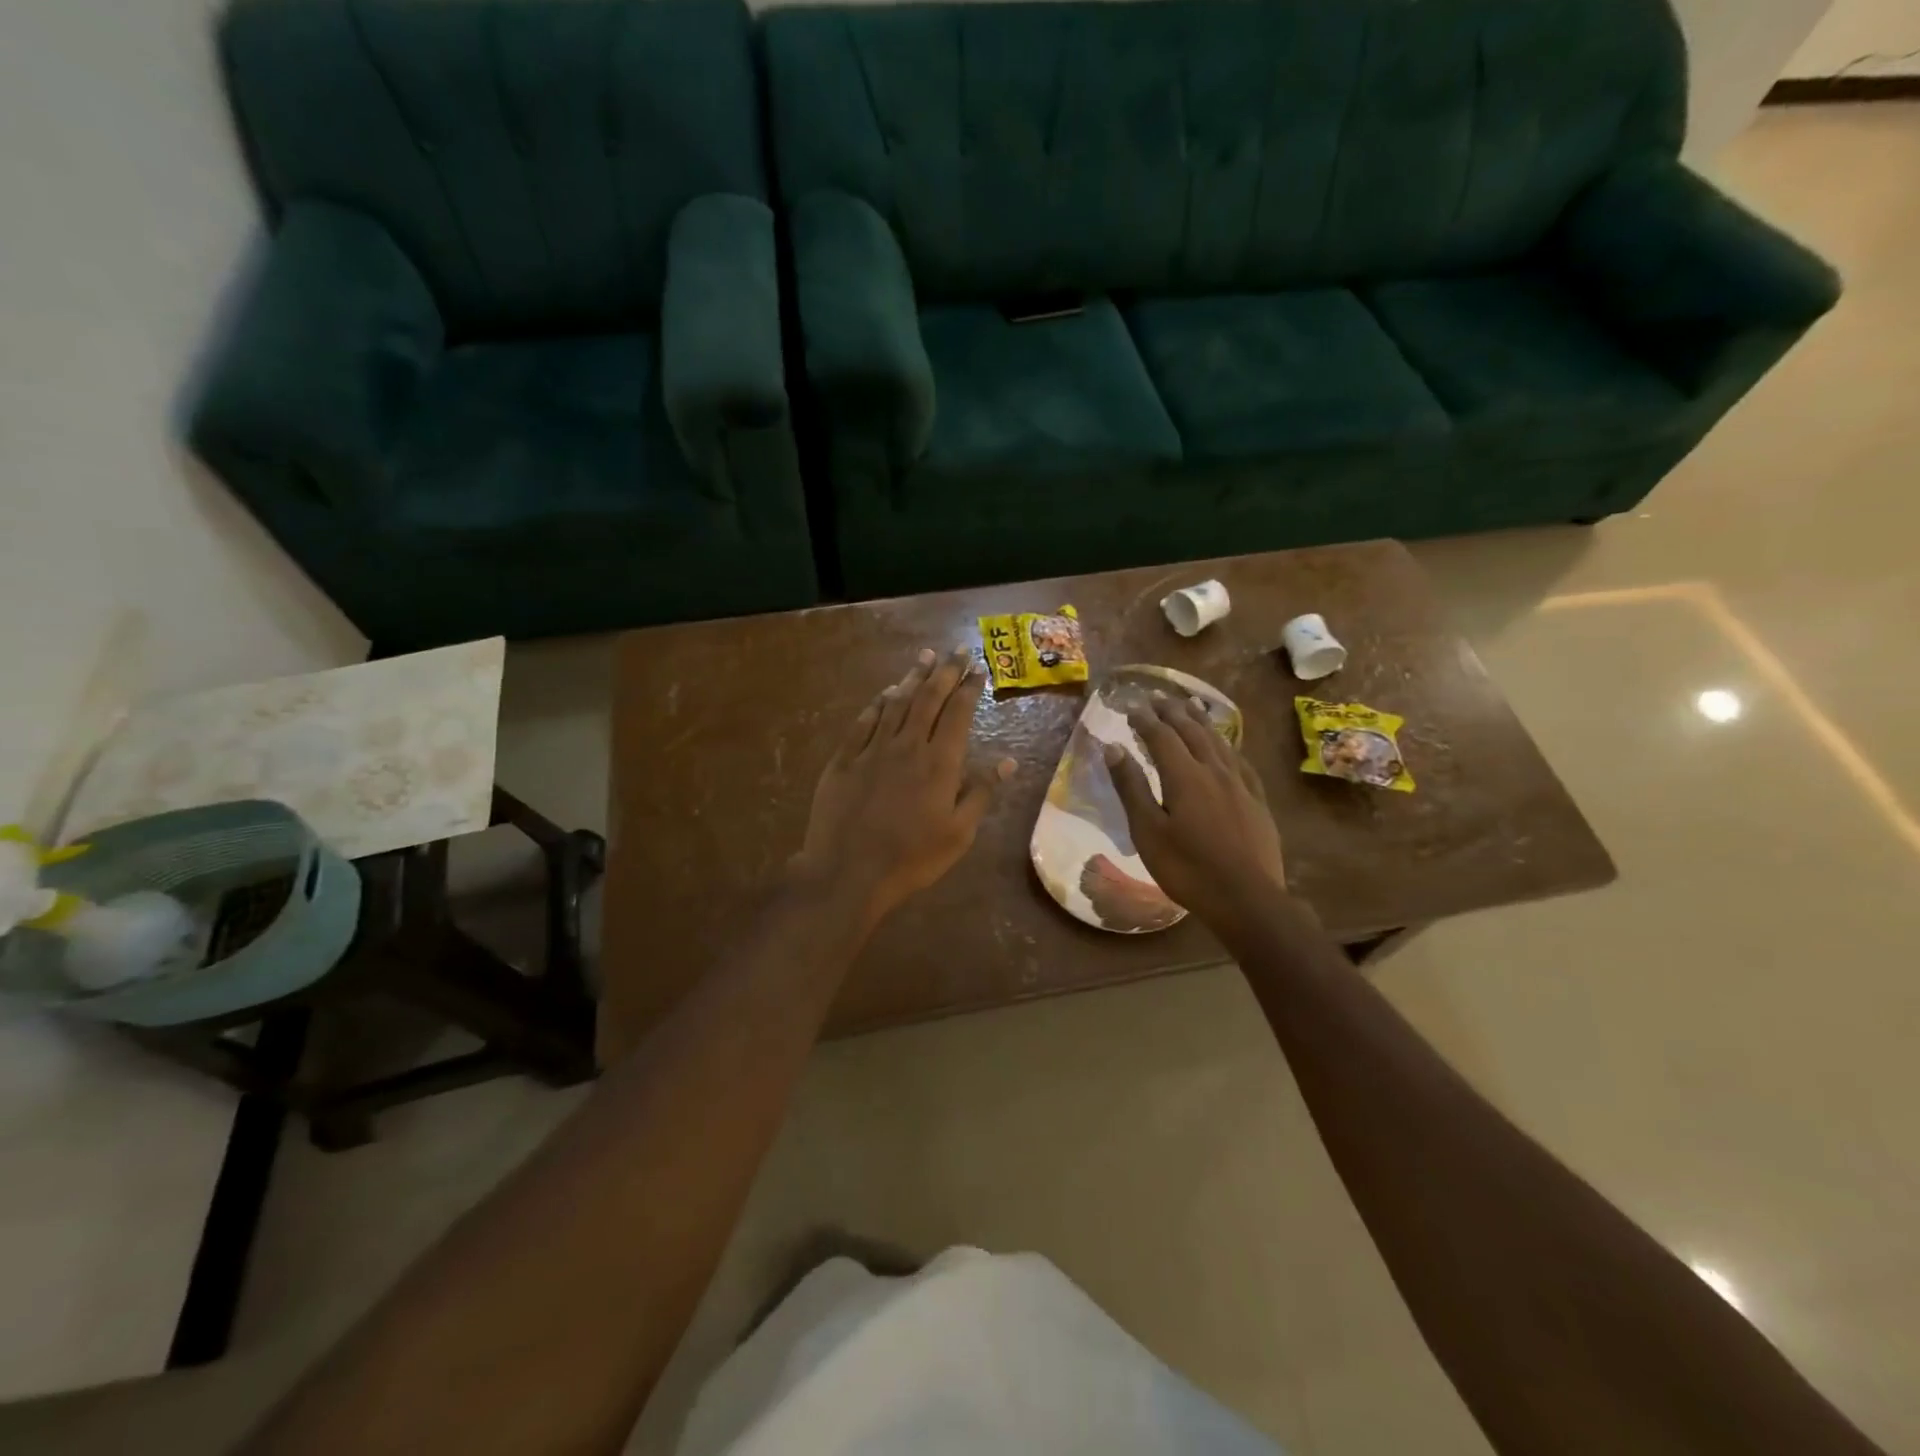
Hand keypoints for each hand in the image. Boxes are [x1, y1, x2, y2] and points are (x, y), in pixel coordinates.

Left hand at [794, 647, 1013, 923]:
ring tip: (925, 657)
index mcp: (940, 762)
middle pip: (929, 698)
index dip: (969, 688)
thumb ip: (982, 793)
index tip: (978, 669)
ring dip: (913, 678)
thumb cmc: (912, 858)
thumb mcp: (959, 833)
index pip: (958, 713)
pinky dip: (878, 703)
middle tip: (956, 650)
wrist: (848, 872)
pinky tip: (885, 693)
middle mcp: (908, 745)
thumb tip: (1008, 761)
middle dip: (945, 671)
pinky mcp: (844, 758)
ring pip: (896, 703)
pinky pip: (863, 721)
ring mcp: (872, 749)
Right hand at [1103, 694, 1287, 928]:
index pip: (1161, 736)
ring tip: (1190, 705)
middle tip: (1158, 697)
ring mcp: (1240, 784)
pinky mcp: (1257, 800)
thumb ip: (1131, 787)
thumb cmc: (1188, 869)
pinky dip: (1227, 745)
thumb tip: (1113, 748)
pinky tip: (1226, 746)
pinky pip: (1240, 760)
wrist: (1247, 899)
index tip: (1131, 706)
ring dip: (1200, 720)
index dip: (1145, 719)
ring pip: (1218, 741)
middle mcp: (1214, 770)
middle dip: (1172, 712)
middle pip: (1191, 731)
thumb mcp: (1148, 831)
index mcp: (1184, 776)